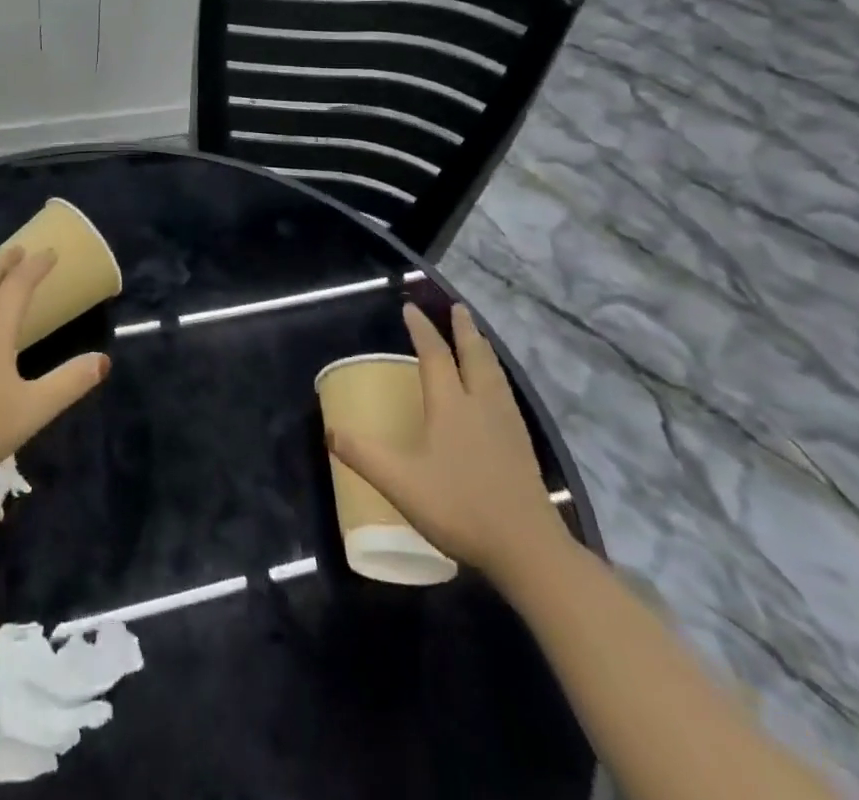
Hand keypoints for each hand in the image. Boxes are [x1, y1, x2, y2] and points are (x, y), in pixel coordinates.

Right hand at [326, 301, 565, 584]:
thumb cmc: (460, 508)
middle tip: (459, 308)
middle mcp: (481, 405)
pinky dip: (496, 375)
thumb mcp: (401, 483)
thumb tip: (330, 430)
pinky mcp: (522, 446)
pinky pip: (505, 393)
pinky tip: (497, 390)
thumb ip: (364, 455)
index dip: (422, 330)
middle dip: (464, 329)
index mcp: (451, 405)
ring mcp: (507, 425)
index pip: (434, 355)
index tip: (410, 308)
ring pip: (494, 374)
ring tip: (478, 338)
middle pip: (474, 356)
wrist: (528, 549)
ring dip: (483, 349)